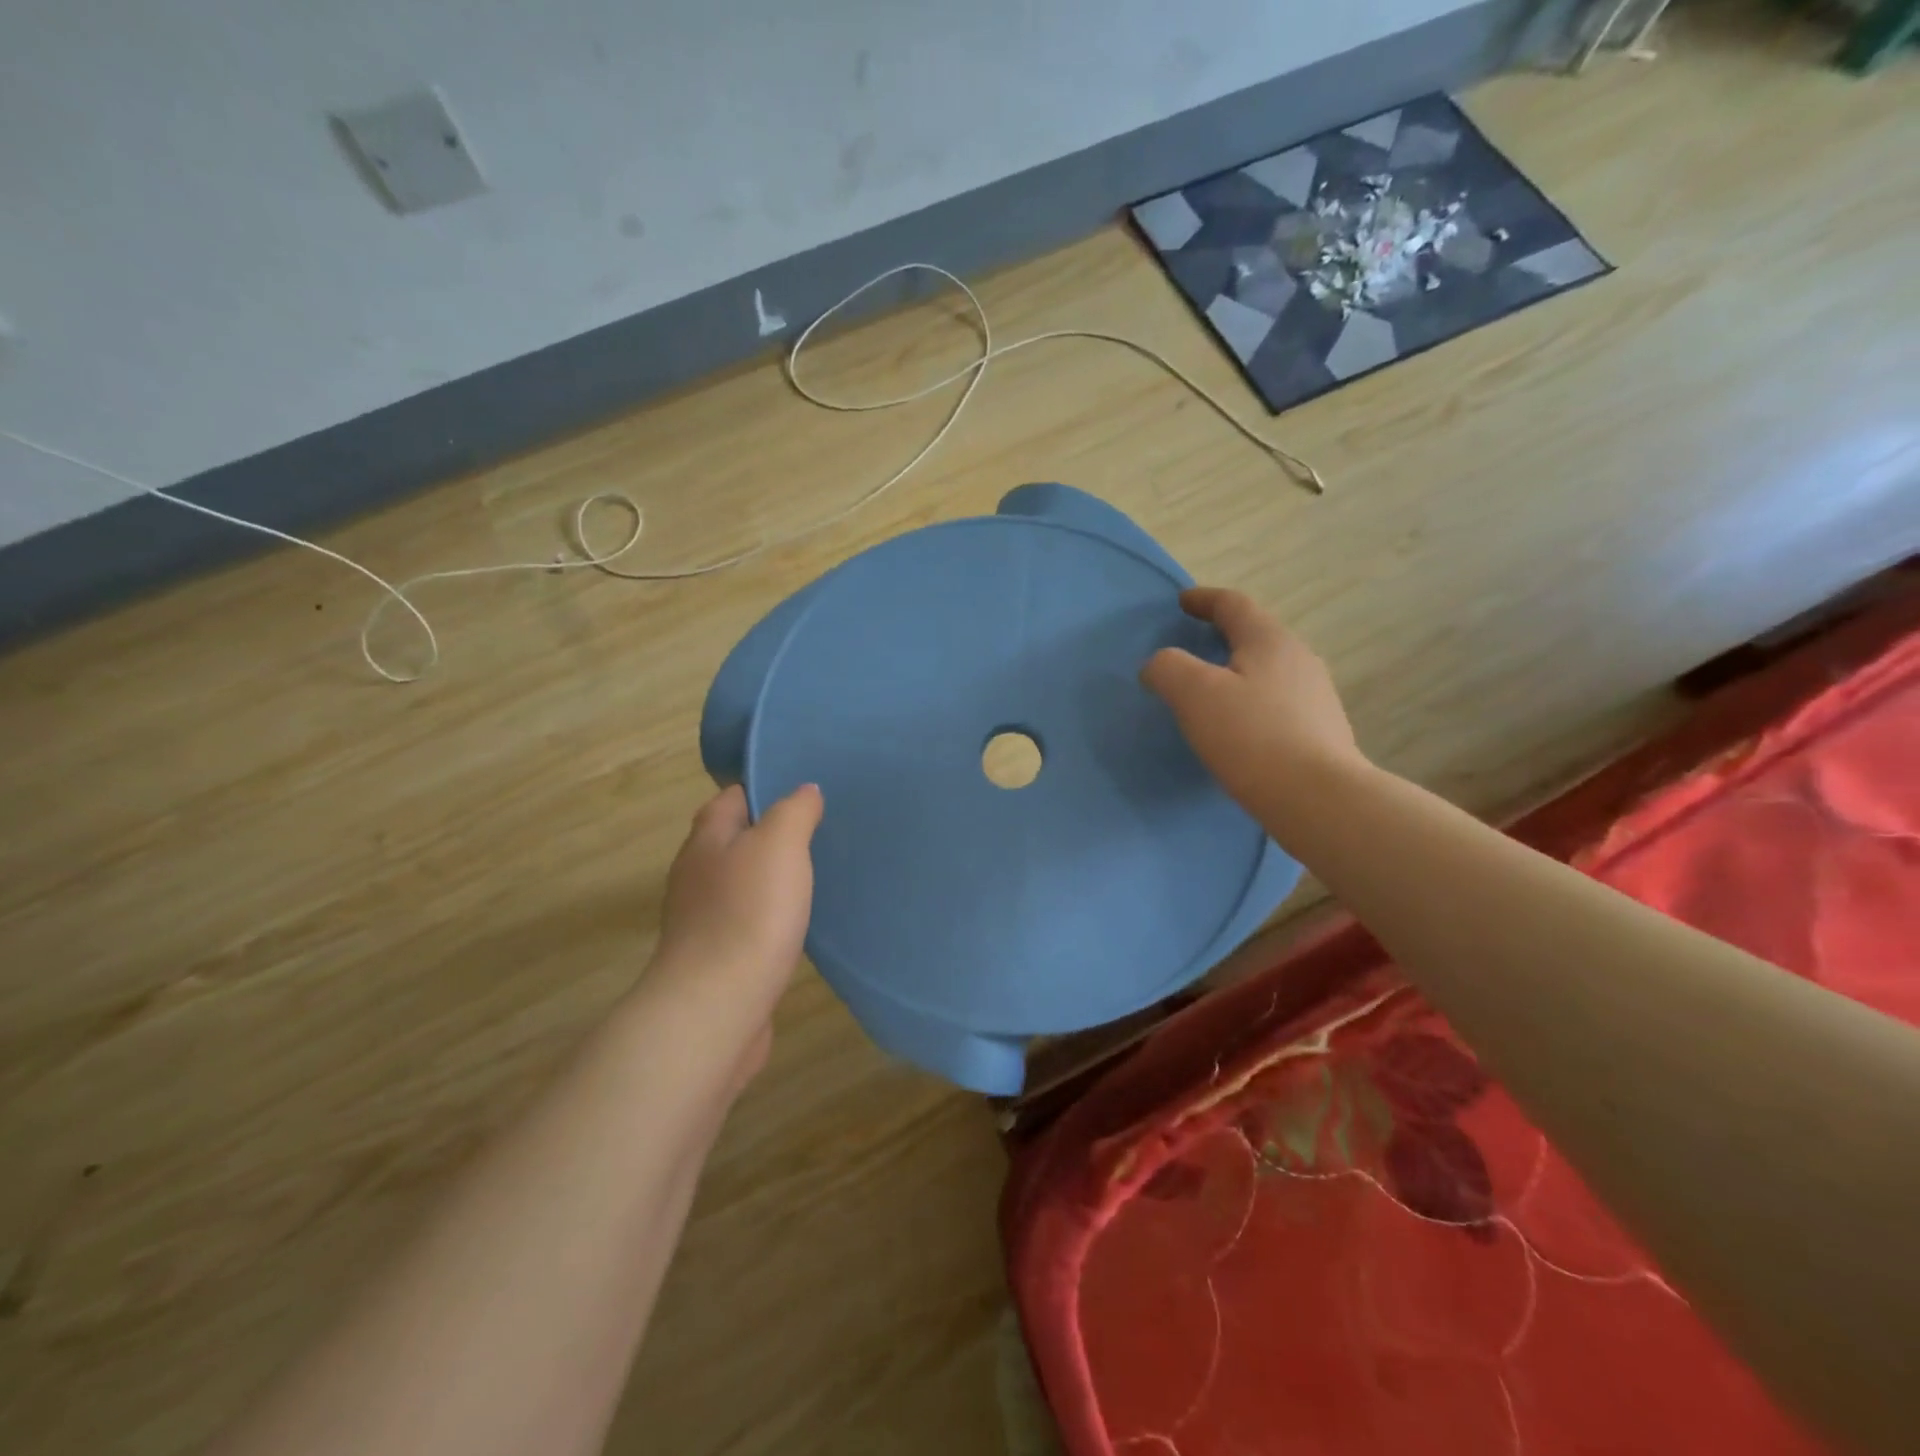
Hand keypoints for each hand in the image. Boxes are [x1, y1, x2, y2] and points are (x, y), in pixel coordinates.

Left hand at [651, 783, 822, 1036]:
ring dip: (773, 878)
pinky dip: (771, 916)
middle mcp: (697, 874)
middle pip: (736, 840)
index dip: (767, 788)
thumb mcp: (779, 844)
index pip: (733, 797)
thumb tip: (805, 791)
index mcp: (707, 840)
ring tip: (816, 875)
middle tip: (821, 832)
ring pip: (743, 883)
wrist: (717, 1006)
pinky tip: (799, 924)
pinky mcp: (717, 957)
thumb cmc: (749, 913)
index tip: (807, 793)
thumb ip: (794, 811)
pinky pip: (748, 922)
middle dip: (773, 835)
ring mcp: (703, 919)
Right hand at [1141, 587, 1365, 814]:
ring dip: (1238, 670)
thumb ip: (1168, 668)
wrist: (1318, 799)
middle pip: (1256, 634)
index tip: (1182, 602)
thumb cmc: (1251, 737)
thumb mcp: (1194, 694)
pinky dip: (1252, 701)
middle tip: (1194, 645)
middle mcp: (1299, 658)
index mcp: (1269, 640)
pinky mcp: (1321, 731)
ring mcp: (1316, 696)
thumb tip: (1159, 665)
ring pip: (1268, 670)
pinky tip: (1239, 727)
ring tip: (1212, 690)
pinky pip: (1277, 702)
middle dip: (1224, 634)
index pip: (1233, 605)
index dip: (1204, 599)